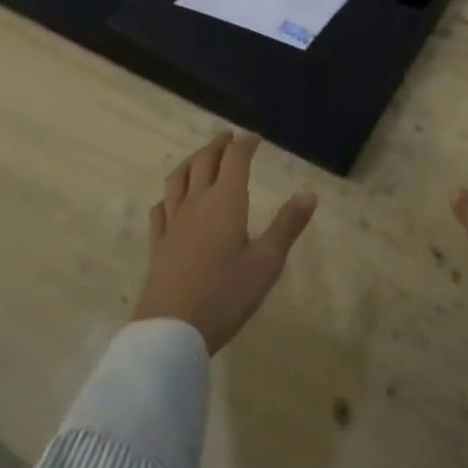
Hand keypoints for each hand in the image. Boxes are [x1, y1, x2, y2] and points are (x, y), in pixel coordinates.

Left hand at [132, 130, 317, 353]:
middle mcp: (197, 202)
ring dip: (191, 161)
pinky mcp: (157, 244)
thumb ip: (287, 226)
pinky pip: (160, 209)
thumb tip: (309, 194)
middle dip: (218, 145)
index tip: (254, 138)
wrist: (172, 330)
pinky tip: (170, 201)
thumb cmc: (225, 295)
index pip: (235, 159)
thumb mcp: (267, 262)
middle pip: (204, 161)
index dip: (245, 144)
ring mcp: (173, 222)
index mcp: (225, 201)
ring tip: (199, 157)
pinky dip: (168, 196)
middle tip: (228, 137)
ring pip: (178, 179)